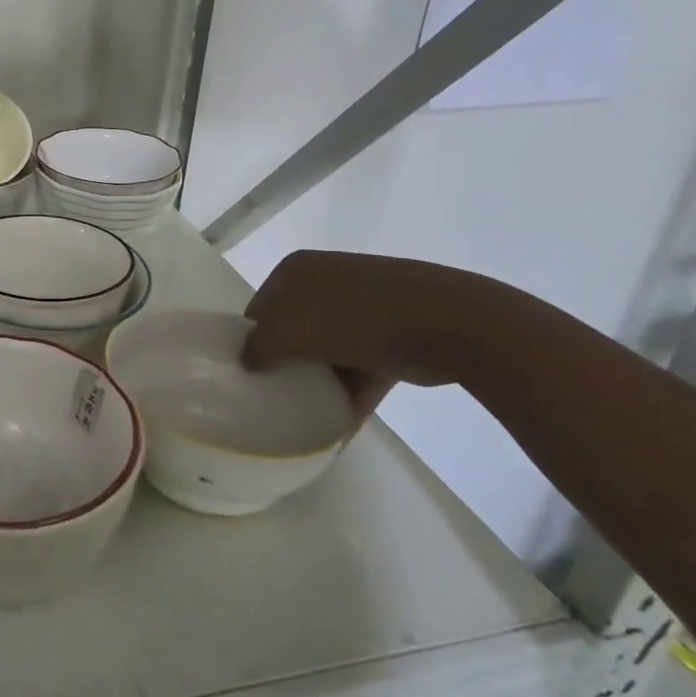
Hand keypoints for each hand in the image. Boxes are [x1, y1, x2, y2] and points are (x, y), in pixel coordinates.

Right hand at [242, 250, 490, 417]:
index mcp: (297, 270)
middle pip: (292, 329)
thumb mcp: (291, 331)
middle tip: (274, 396)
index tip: (249, 376)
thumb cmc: (356, 317)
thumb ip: (258, 347)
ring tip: (303, 414)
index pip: (260, 308)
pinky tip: (337, 426)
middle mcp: (326, 281)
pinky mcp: (392, 334)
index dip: (251, 341)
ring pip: (327, 350)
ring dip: (317, 381)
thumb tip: (247, 361)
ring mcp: (362, 306)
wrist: (448, 323)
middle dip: (284, 362)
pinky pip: (360, 367)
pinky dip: (349, 393)